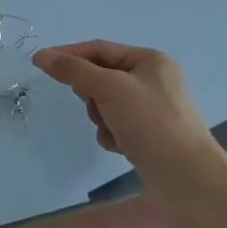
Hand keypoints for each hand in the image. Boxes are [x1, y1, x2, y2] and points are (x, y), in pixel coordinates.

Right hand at [33, 40, 210, 172]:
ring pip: (103, 103)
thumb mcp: (110, 88)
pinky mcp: (146, 134)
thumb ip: (74, 70)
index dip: (70, 54)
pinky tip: (122, 146)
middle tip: (96, 105)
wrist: (187, 178)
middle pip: (100, 76)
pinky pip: (113, 125)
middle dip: (92, 93)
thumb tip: (41, 55)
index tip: (40, 63)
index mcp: (149, 60)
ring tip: (115, 130)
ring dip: (101, 117)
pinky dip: (111, 134)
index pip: (99, 49)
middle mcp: (151, 80)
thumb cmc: (151, 122)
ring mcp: (149, 109)